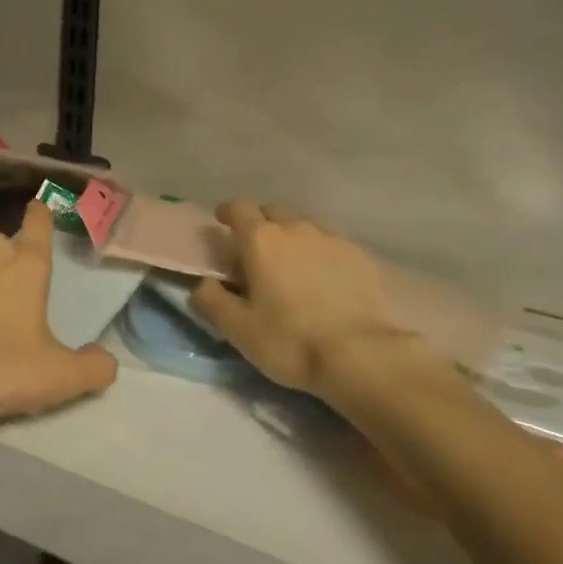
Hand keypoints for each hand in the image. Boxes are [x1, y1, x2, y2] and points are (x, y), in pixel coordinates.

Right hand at [191, 201, 446, 400]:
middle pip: (272, 213)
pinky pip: (331, 244)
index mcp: (261, 240)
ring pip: (304, 227)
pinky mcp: (359, 255)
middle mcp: (296, 228)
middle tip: (256, 253)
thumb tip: (202, 284)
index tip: (222, 223)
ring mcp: (331, 238)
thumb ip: (211, 301)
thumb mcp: (238, 329)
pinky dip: (321, 254)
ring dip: (292, 239)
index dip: (227, 213)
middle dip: (260, 225)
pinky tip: (325, 279)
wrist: (360, 354)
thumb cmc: (290, 340)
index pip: (238, 208)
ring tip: (292, 267)